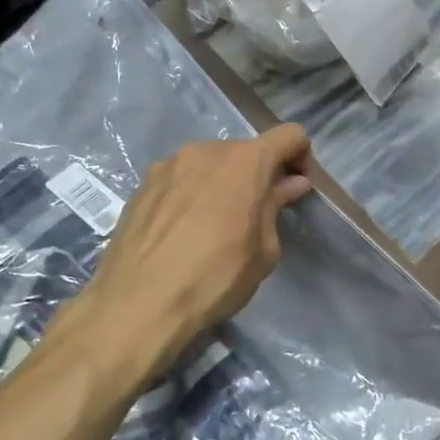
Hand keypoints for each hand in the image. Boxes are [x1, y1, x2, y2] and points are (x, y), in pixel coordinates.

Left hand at [84, 125, 313, 369]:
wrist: (138, 303)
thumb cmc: (215, 277)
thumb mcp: (263, 250)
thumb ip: (276, 208)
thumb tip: (289, 184)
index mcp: (245, 161)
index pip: (290, 136)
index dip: (301, 157)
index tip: (297, 188)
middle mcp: (206, 150)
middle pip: (246, 151)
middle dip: (259, 175)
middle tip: (259, 214)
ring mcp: (168, 164)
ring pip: (210, 164)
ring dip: (223, 184)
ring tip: (217, 225)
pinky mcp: (142, 185)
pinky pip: (181, 180)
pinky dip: (193, 194)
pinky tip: (185, 231)